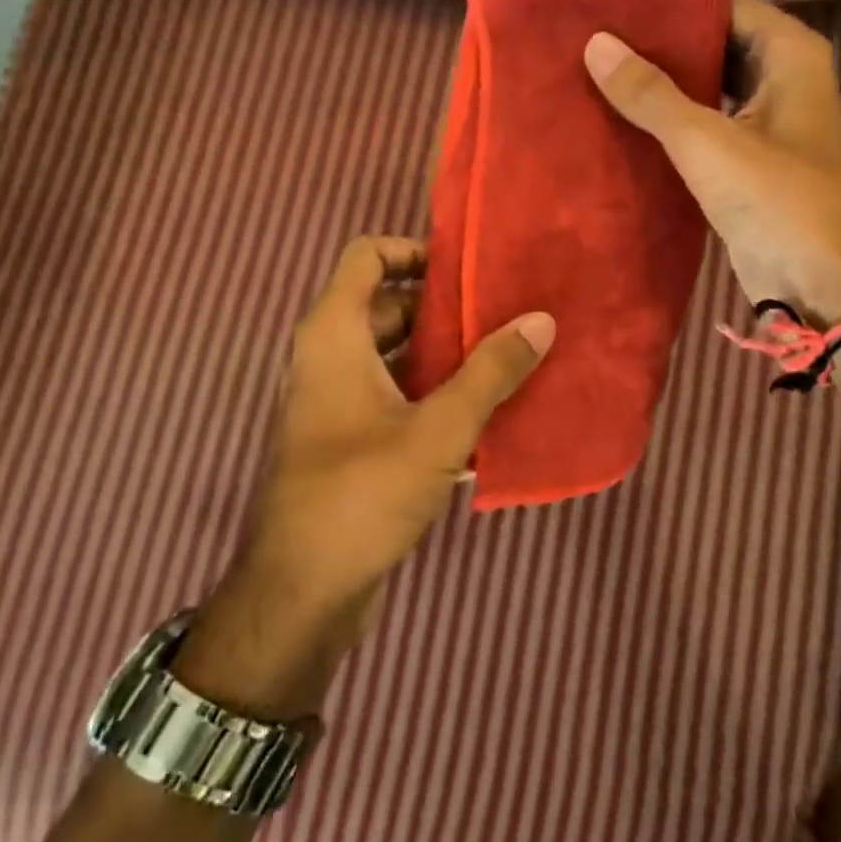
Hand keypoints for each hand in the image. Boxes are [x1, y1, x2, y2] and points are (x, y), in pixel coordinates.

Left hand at [232, 236, 554, 632]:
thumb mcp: (438, 428)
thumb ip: (491, 372)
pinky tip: (482, 418)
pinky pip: (393, 399)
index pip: (366, 256)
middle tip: (504, 317)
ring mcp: (334, 402)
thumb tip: (540, 320)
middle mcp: (327, 358)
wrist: (301, 591)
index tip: (468, 270)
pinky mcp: (347, 441)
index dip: (414, 250)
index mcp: (334, 334)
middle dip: (444, 311)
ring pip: (394, 358)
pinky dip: (431, 398)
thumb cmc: (362, 492)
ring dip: (444, 358)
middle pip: (387, 308)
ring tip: (505, 362)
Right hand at [584, 0, 840, 324]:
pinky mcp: (746, 163)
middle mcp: (780, 78)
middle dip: (657, 44)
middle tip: (594, 39)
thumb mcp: (709, 142)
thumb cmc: (779, 201)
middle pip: (712, 43)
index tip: (612, 1)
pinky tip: (621, 123)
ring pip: (705, 88)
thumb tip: (597, 45)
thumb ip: (652, 94)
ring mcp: (764, 124)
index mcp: (787, 54)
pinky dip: (668, 126)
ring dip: (660, 86)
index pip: (722, 2)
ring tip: (598, 75)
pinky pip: (701, 129)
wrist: (823, 282)